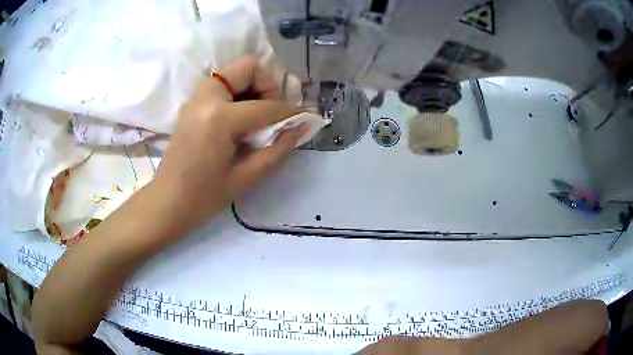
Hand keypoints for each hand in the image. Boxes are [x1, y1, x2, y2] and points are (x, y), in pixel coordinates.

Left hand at [152, 55, 308, 229]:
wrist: (168, 202)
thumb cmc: (204, 197)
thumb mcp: (246, 177)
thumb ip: (278, 149)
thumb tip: (303, 127)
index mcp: (219, 118)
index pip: (266, 105)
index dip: (290, 111)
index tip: (305, 118)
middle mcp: (206, 97)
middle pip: (249, 66)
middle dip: (269, 84)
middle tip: (274, 112)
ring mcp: (197, 98)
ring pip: (235, 71)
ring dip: (254, 86)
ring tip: (260, 115)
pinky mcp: (193, 104)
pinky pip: (223, 84)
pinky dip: (240, 92)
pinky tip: (244, 118)